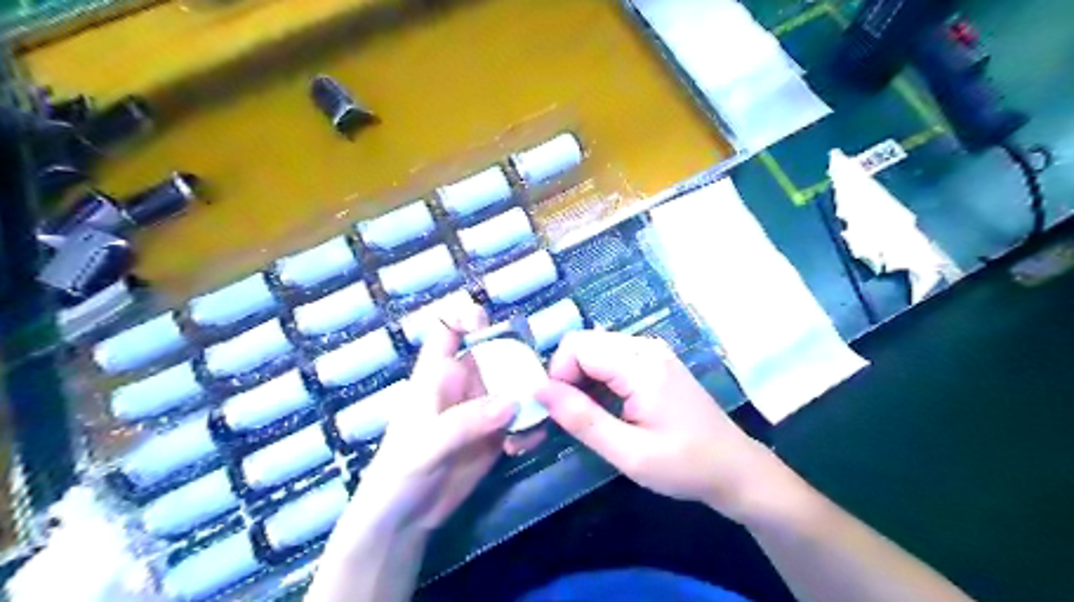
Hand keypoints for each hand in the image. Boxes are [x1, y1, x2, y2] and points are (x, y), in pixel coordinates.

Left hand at [354, 299, 515, 529]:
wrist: (403, 522)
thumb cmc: (399, 474)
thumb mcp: (425, 445)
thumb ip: (465, 422)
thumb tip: (511, 402)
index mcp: (437, 375)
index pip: (447, 331)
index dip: (465, 316)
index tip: (487, 324)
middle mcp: (463, 385)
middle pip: (496, 354)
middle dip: (518, 361)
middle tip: (537, 382)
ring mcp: (483, 410)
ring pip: (515, 386)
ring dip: (531, 398)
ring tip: (534, 420)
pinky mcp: (496, 435)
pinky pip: (522, 419)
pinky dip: (530, 427)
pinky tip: (524, 446)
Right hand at [537, 329, 785, 522]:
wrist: (735, 469)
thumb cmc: (685, 466)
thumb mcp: (630, 454)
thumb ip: (582, 420)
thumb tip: (540, 390)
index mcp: (641, 366)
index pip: (577, 346)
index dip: (558, 375)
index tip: (561, 412)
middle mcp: (646, 347)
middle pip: (584, 343)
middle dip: (567, 376)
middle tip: (572, 417)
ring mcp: (652, 352)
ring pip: (595, 349)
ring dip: (581, 378)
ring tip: (588, 416)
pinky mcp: (654, 361)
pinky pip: (611, 357)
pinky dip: (597, 378)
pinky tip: (606, 407)